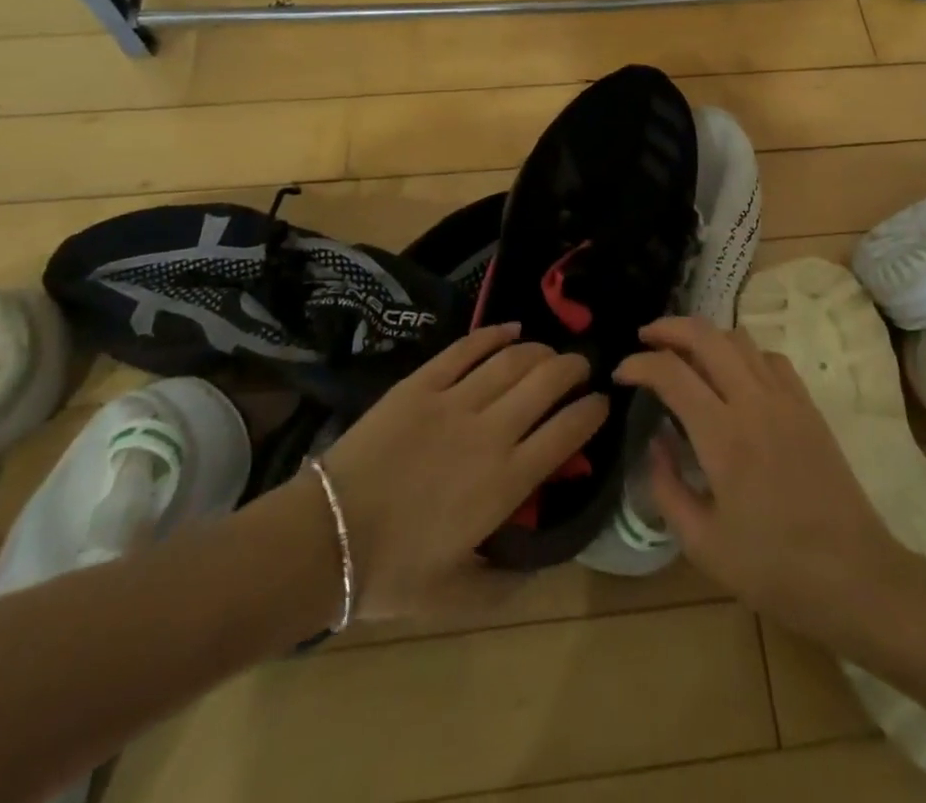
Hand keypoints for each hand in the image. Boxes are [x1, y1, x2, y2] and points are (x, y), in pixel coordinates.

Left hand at [290, 324, 606, 621]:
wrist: (324, 539)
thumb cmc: (391, 573)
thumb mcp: (457, 596)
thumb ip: (507, 584)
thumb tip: (544, 566)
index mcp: (506, 482)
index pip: (568, 431)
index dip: (593, 411)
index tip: (601, 403)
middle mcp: (491, 432)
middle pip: (548, 381)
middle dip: (575, 368)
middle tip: (582, 368)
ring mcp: (454, 401)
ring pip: (513, 359)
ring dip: (541, 350)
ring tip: (550, 352)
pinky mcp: (421, 382)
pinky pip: (467, 348)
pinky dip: (494, 334)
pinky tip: (512, 329)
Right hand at [614, 317, 916, 647]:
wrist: (855, 576)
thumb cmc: (774, 568)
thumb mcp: (703, 544)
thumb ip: (667, 487)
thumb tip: (655, 442)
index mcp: (722, 435)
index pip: (670, 373)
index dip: (639, 364)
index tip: (620, 373)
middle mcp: (753, 401)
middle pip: (706, 335)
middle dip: (668, 327)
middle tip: (645, 337)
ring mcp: (785, 398)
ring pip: (739, 339)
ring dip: (705, 336)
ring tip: (684, 351)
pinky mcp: (808, 406)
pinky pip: (770, 358)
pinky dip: (742, 353)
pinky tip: (733, 374)